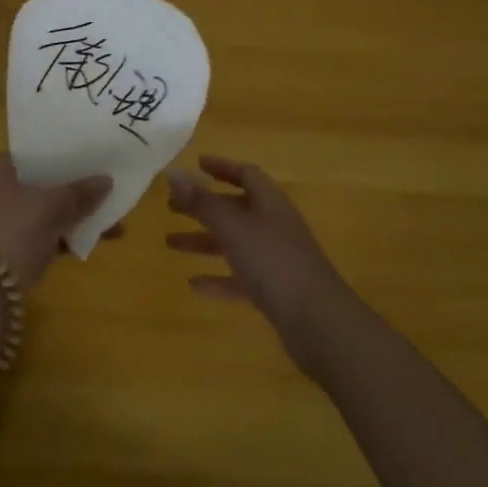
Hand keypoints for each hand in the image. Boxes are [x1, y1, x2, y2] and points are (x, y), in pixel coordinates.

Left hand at [0, 154, 114, 287]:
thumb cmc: (14, 233)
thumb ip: (80, 192)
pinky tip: (95, 239)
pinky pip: (41, 235)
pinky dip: (63, 236)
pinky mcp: (7, 252)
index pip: (29, 155)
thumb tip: (107, 180)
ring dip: (72, 215)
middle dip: (72, 189)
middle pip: (38, 185)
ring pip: (42, 212)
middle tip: (101, 186)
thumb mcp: (51, 207)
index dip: (60, 155)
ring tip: (108, 215)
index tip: (87, 157)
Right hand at [166, 155, 353, 365]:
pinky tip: (194, 284)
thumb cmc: (274, 262)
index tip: (196, 164)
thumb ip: (202, 202)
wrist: (318, 322)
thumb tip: (173, 172)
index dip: (222, 167)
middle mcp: (274, 226)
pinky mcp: (275, 291)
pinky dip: (218, 278)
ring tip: (169, 244)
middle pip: (236, 208)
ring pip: (234, 243)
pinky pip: (240, 278)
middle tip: (171, 206)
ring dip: (204, 242)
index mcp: (270, 203)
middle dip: (204, 206)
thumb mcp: (233, 227)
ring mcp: (276, 260)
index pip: (246, 175)